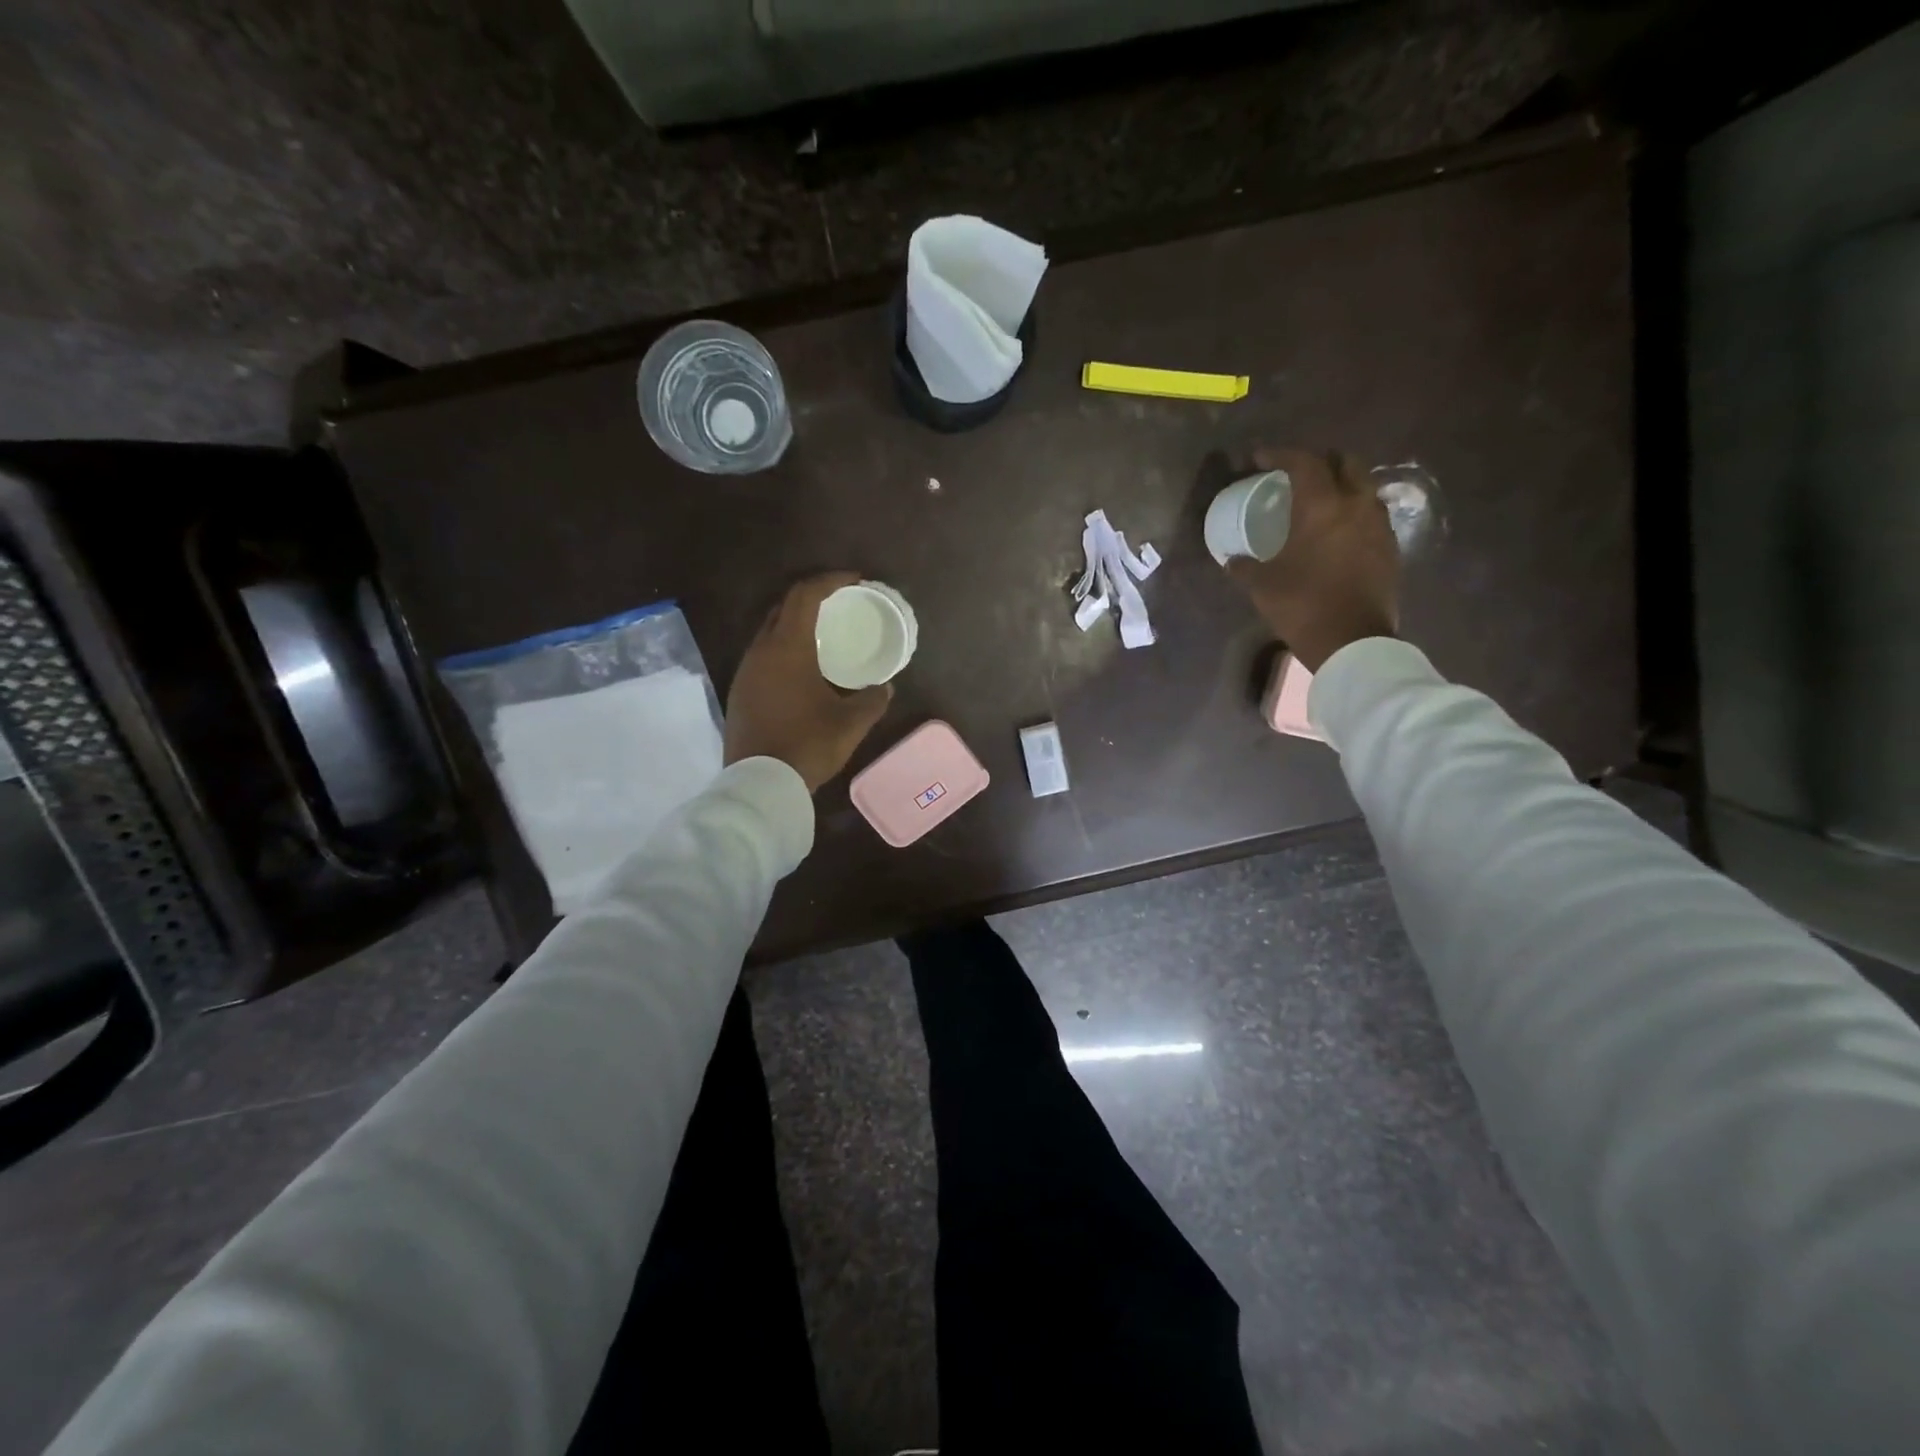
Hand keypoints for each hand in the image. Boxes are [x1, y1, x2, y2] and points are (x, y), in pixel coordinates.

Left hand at [724, 572, 893, 792]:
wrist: (759, 783)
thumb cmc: (808, 744)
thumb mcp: (851, 723)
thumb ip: (872, 700)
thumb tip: (885, 688)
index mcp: (789, 647)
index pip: (806, 595)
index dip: (831, 580)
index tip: (854, 579)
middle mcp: (762, 650)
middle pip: (783, 607)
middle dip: (811, 596)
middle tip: (839, 602)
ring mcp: (746, 671)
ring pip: (769, 631)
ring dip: (794, 623)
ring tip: (822, 634)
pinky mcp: (739, 691)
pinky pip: (762, 655)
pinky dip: (783, 648)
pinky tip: (800, 668)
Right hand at [1225, 447, 1398, 671]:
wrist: (1353, 641)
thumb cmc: (1303, 605)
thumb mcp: (1262, 586)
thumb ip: (1244, 566)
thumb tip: (1232, 560)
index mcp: (1321, 507)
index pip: (1303, 463)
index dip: (1280, 455)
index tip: (1259, 458)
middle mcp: (1356, 505)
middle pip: (1345, 463)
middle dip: (1320, 461)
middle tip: (1298, 474)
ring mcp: (1378, 526)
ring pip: (1363, 487)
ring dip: (1341, 486)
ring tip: (1320, 501)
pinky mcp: (1389, 548)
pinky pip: (1371, 515)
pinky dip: (1353, 512)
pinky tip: (1337, 531)